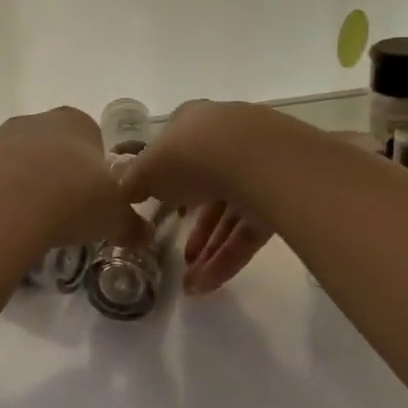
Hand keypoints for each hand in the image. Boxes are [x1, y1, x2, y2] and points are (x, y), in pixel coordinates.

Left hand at [0, 107, 150, 253]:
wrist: (4, 207)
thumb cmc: (72, 199)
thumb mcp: (114, 217)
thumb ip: (131, 225)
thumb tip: (145, 237)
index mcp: (77, 122)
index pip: (92, 140)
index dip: (95, 171)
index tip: (93, 200)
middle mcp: (38, 121)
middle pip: (54, 149)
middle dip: (60, 177)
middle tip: (66, 214)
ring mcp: (1, 137)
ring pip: (21, 163)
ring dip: (28, 187)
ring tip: (35, 224)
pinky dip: (1, 199)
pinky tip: (8, 224)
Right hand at [118, 101, 274, 294]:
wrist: (256, 159)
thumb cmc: (190, 155)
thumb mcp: (147, 169)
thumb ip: (133, 180)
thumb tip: (124, 190)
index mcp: (194, 122)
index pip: (178, 149)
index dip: (166, 180)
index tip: (157, 207)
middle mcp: (228, 138)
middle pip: (206, 184)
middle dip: (191, 226)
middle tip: (177, 255)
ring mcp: (259, 166)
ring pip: (229, 212)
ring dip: (208, 249)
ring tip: (190, 284)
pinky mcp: (283, 195)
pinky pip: (250, 230)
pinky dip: (229, 257)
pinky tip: (208, 284)